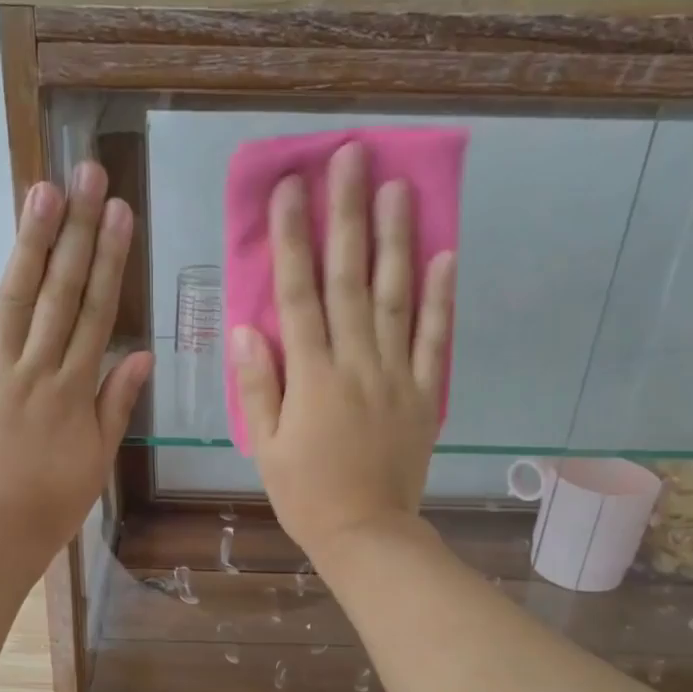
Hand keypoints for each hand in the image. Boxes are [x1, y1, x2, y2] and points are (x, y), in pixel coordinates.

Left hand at [0, 161, 152, 561]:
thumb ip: (116, 405)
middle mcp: (37, 369)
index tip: (121, 213)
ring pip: (15, 300)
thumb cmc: (53, 502)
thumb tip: (139, 355)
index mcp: (75, 390)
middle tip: (87, 176)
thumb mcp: (99, 459)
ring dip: (29, 243)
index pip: (98, 313)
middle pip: (61, 293)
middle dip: (77, 232)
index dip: (110, 261)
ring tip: (43, 190)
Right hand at [229, 142, 455, 562]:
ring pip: (397, 298)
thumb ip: (259, 386)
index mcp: (311, 377)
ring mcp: (396, 375)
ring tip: (398, 188)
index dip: (293, 239)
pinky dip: (441, 299)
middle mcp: (356, 363)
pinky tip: (445, 256)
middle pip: (350, 280)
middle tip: (352, 158)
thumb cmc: (305, 494)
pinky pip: (436, 341)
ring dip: (396, 241)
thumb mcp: (266, 447)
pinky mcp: (425, 394)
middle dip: (347, 216)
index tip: (291, 188)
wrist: (366, 533)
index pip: (299, 294)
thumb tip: (247, 328)